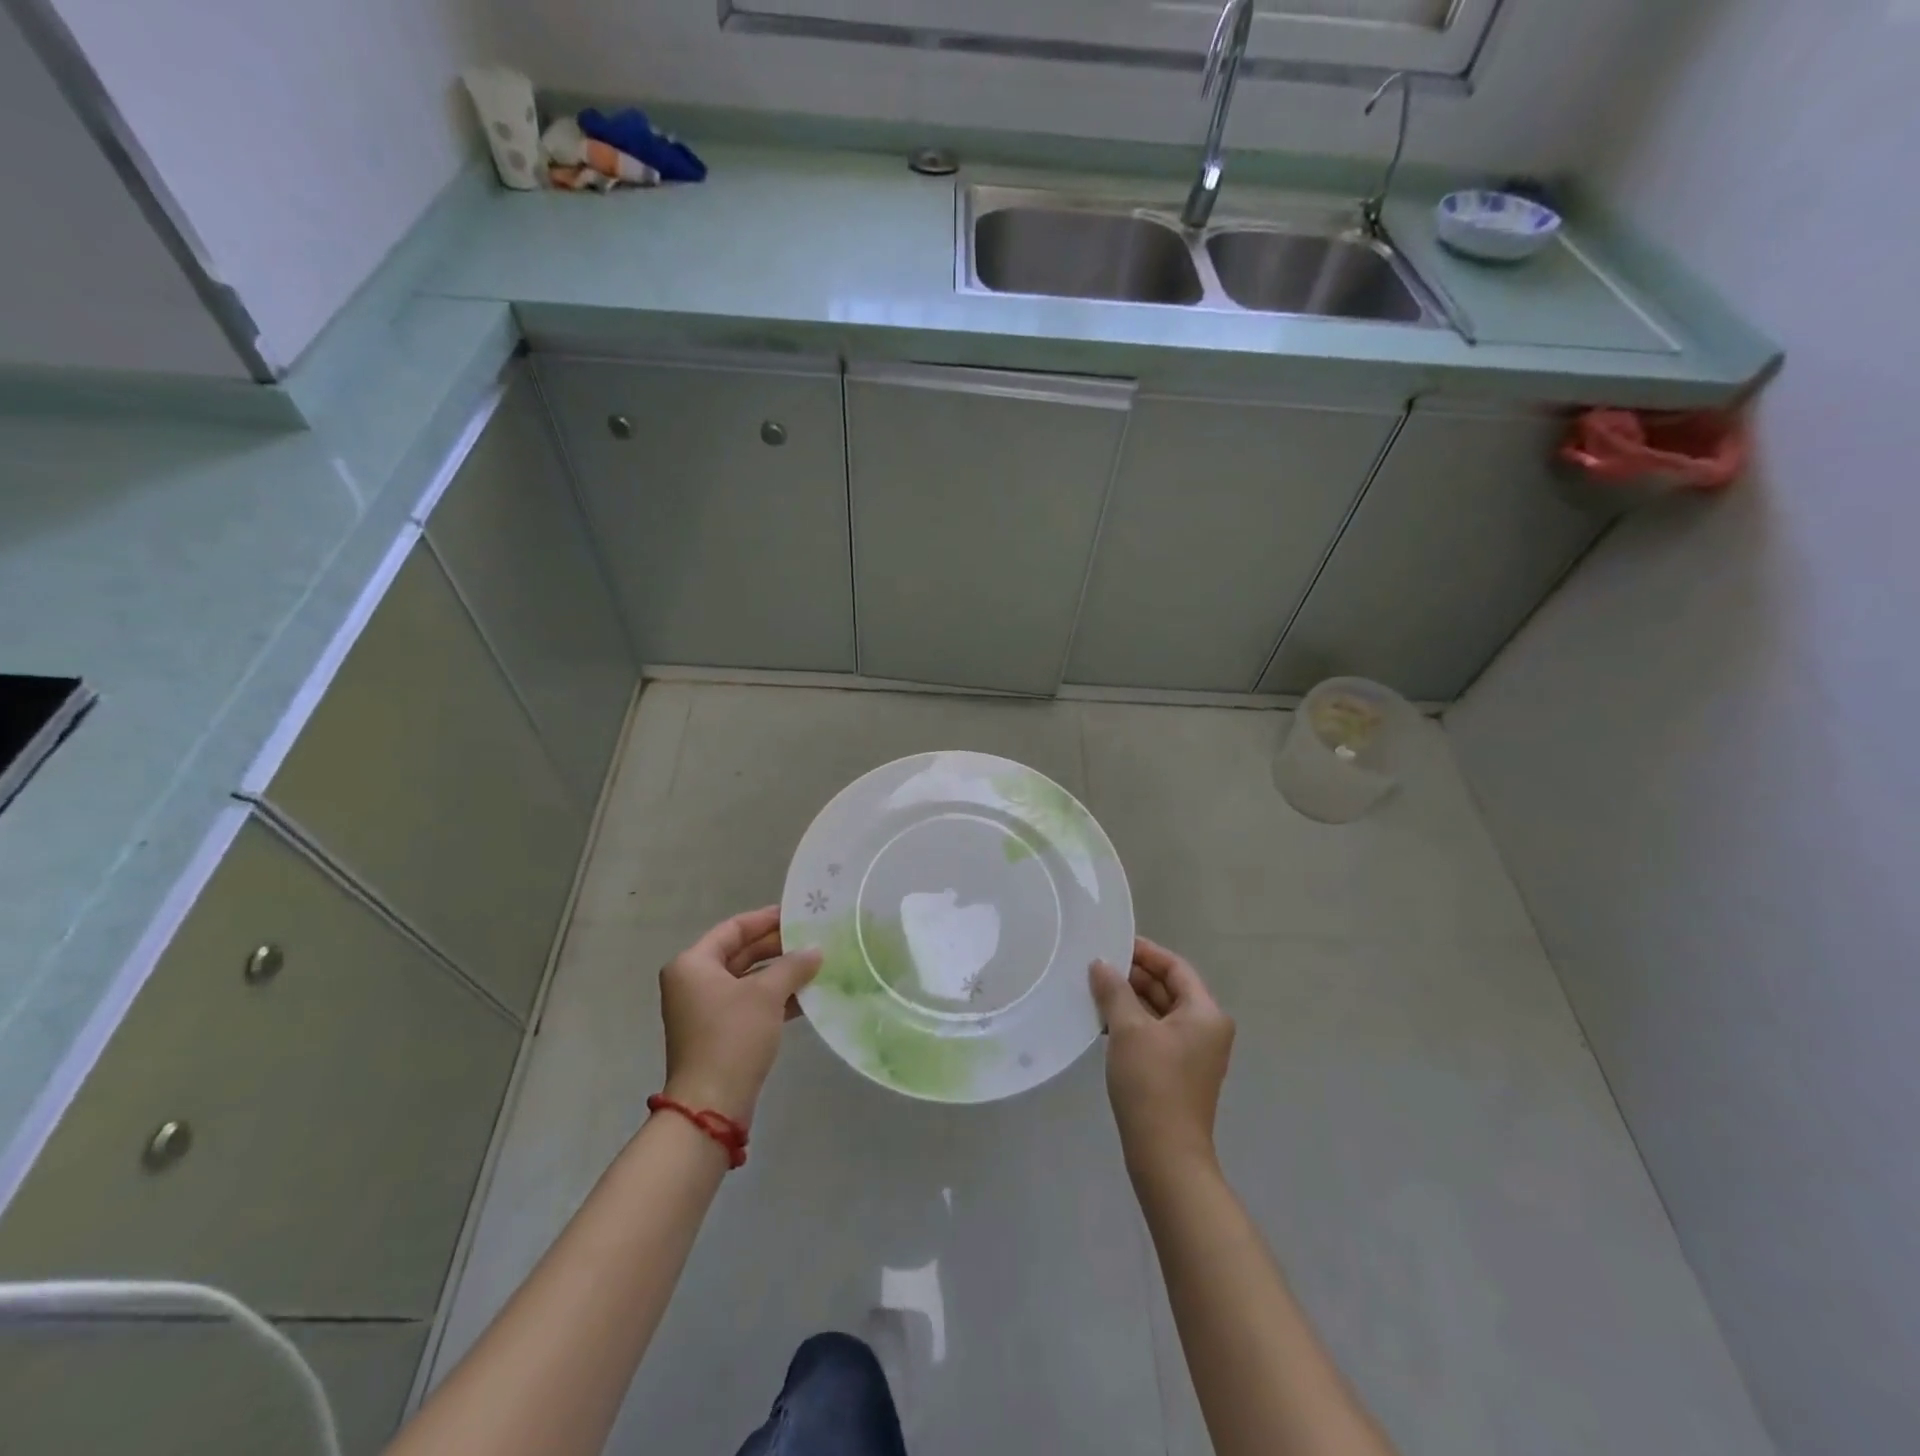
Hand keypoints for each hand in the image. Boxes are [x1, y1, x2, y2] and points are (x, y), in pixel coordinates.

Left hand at [659, 906, 820, 1125]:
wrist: (712, 1105)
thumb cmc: (732, 1036)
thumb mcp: (766, 994)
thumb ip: (793, 966)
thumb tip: (816, 950)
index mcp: (693, 964)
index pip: (734, 928)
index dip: (766, 919)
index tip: (798, 913)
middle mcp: (694, 982)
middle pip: (741, 953)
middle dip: (778, 948)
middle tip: (814, 938)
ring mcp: (705, 1010)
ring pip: (748, 980)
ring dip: (780, 973)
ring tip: (817, 964)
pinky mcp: (719, 1033)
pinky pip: (750, 1004)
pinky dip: (775, 998)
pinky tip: (807, 996)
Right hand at [1090, 937, 1234, 1177]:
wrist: (1165, 1155)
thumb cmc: (1152, 1083)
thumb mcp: (1129, 1030)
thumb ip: (1114, 990)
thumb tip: (1101, 964)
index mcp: (1205, 1013)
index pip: (1175, 967)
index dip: (1145, 952)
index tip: (1113, 942)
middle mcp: (1206, 1028)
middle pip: (1169, 988)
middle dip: (1134, 976)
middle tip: (1097, 964)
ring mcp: (1193, 1053)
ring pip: (1159, 1012)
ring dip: (1129, 999)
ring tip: (1094, 988)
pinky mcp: (1178, 1072)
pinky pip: (1155, 1033)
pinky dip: (1132, 1023)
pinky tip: (1103, 1021)